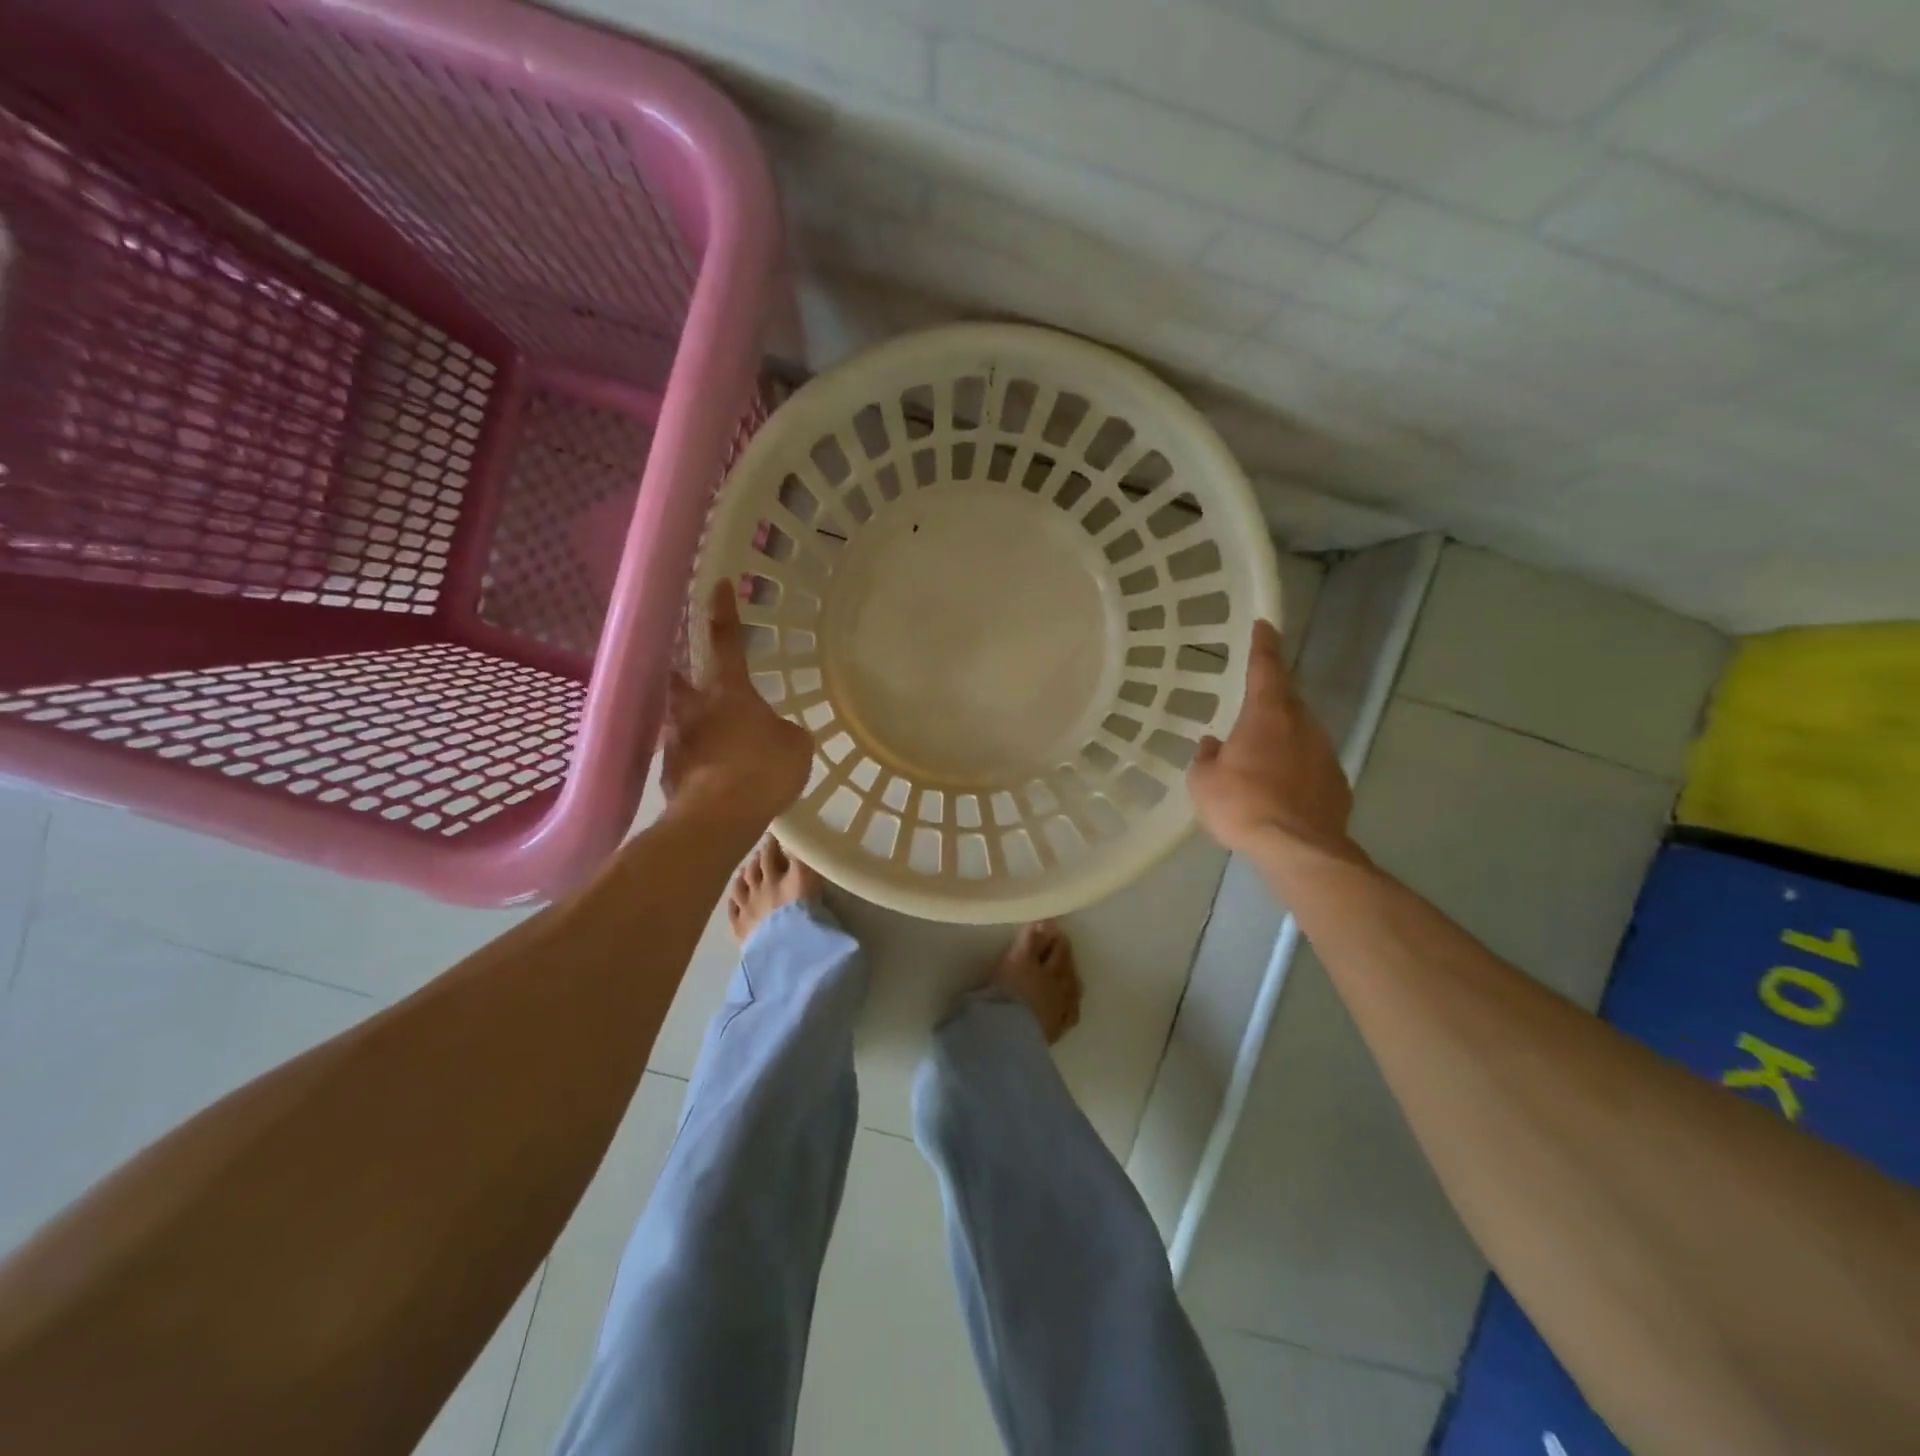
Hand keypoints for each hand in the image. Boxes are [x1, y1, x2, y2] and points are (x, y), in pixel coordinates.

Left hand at [660, 581, 811, 825]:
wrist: (717, 818)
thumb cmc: (762, 769)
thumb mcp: (796, 746)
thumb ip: (785, 732)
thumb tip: (776, 733)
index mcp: (728, 691)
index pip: (726, 641)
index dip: (724, 612)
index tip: (717, 584)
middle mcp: (694, 709)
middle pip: (680, 680)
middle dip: (683, 673)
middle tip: (687, 673)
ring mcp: (676, 743)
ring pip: (678, 722)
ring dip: (690, 724)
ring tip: (710, 740)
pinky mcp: (669, 777)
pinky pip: (684, 760)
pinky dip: (695, 763)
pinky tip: (711, 778)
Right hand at [1187, 620, 1360, 866]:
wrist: (1298, 849)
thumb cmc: (1242, 805)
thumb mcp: (1203, 781)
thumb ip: (1208, 757)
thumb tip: (1213, 744)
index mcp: (1267, 715)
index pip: (1266, 667)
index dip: (1263, 645)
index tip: (1264, 625)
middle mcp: (1302, 725)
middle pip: (1287, 701)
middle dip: (1270, 700)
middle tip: (1250, 710)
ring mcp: (1325, 754)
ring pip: (1301, 734)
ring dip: (1282, 738)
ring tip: (1260, 759)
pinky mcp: (1337, 784)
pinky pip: (1311, 765)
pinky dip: (1295, 769)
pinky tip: (1281, 790)